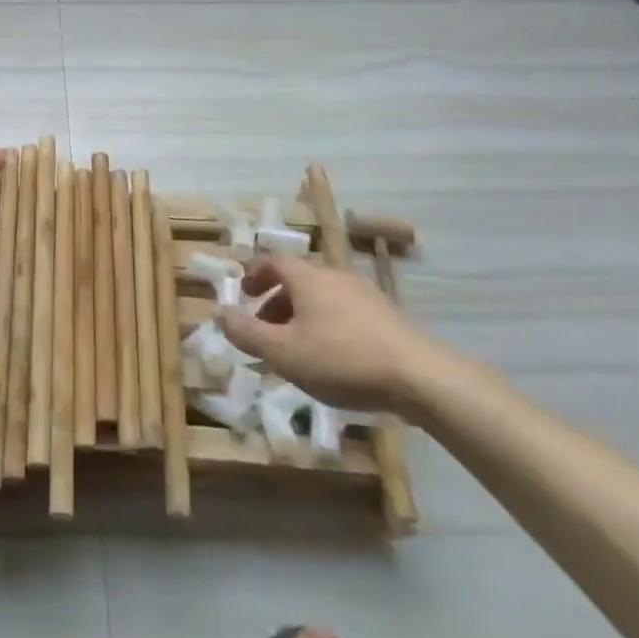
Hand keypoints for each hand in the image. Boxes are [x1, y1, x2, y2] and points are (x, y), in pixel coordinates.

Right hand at [217, 254, 444, 414]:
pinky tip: (332, 358)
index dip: (254, 274)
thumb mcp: (284, 352)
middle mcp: (333, 275)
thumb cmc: (342, 359)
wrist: (421, 376)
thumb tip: (218, 312)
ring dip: (301, 314)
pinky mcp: (386, 316)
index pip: (272, 260)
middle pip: (297, 278)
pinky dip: (327, 324)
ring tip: (296, 347)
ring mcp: (364, 294)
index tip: (243, 294)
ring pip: (321, 296)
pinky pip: (344, 311)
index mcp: (306, 276)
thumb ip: (247, 333)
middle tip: (264, 328)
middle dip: (275, 300)